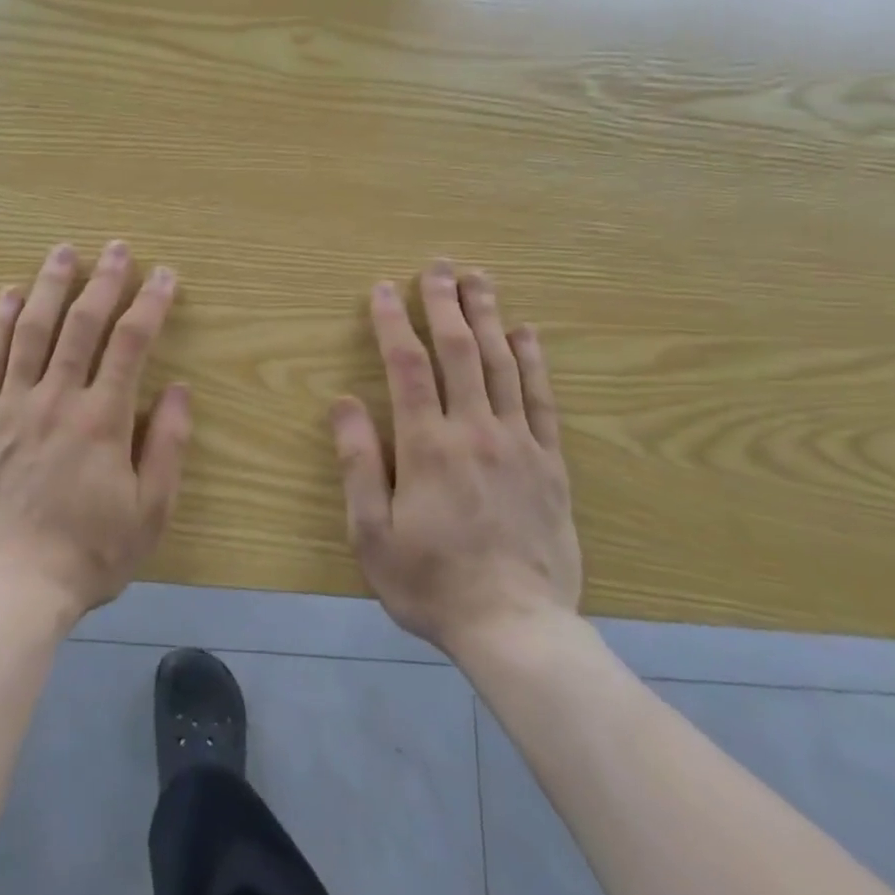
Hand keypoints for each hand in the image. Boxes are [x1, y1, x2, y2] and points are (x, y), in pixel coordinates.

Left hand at [0, 240, 192, 626]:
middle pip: (82, 325)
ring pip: (31, 332)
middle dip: (103, 281)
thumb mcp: (150, 512)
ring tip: (62, 252)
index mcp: (102, 419)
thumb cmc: (88, 555)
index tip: (164, 274)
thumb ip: (168, 446)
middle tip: (116, 247)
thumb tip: (180, 389)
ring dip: (48, 287)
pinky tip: (6, 297)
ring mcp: (10, 407)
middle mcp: (56, 399)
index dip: (150, 304)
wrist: (8, 591)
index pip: (131, 344)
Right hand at [330, 262, 579, 654]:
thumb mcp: (371, 532)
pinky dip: (533, 361)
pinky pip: (541, 400)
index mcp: (427, 447)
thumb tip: (344, 401)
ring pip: (502, 364)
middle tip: (438, 266)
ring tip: (480, 279)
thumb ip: (358, 462)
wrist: (516, 628)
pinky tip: (527, 333)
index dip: (394, 322)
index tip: (384, 289)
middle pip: (460, 351)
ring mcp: (519, 444)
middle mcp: (475, 432)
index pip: (408, 367)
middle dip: (446, 303)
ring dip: (489, 317)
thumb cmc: (430, 582)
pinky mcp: (550, 463)